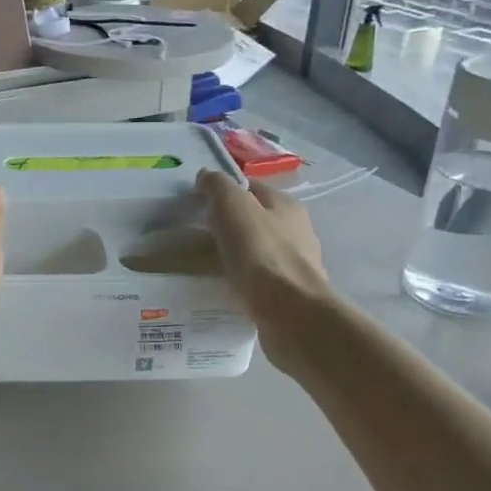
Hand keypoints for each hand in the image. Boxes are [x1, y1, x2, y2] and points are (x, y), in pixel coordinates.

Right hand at [196, 170, 333, 364]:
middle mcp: (296, 230)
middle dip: (227, 225)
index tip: (195, 205)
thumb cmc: (261, 253)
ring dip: (233, 255)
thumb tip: (207, 177)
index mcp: (286, 205)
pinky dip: (240, 281)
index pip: (250, 187)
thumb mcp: (232, 207)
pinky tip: (222, 288)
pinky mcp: (289, 294)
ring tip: (203, 266)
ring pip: (255, 251)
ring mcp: (295, 264)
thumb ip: (218, 186)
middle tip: (194, 236)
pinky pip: (257, 280)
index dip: (222, 191)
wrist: (291, 314)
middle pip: (253, 220)